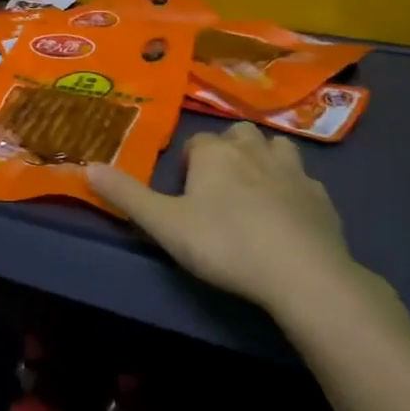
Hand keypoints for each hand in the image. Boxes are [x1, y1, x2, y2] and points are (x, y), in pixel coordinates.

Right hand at [88, 122, 368, 322]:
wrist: (302, 274)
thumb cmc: (225, 243)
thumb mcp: (164, 223)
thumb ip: (126, 195)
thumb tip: (87, 166)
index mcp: (216, 153)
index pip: (196, 143)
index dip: (188, 165)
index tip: (184, 195)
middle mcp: (254, 151)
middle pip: (237, 136)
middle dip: (227, 151)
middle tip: (218, 187)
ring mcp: (294, 173)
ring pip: (277, 148)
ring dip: (264, 159)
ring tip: (254, 190)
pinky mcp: (323, 199)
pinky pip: (305, 182)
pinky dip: (293, 189)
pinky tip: (288, 215)